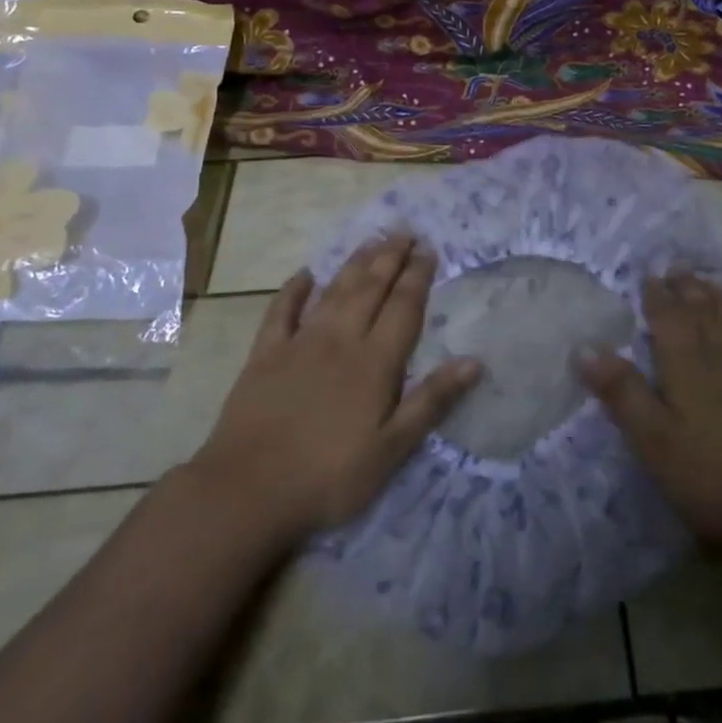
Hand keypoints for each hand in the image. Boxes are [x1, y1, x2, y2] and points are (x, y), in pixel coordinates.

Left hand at [193, 233, 478, 546]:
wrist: (247, 491)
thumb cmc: (329, 477)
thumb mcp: (392, 449)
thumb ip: (431, 401)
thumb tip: (474, 361)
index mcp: (375, 362)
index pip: (403, 308)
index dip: (417, 276)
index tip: (428, 249)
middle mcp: (340, 341)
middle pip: (370, 289)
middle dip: (390, 258)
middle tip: (405, 231)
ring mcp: (299, 344)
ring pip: (333, 292)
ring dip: (354, 264)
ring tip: (371, 240)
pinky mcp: (265, 356)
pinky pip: (281, 312)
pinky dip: (293, 291)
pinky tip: (303, 275)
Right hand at [575, 272, 721, 557]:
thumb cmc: (720, 477)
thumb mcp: (656, 443)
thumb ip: (622, 393)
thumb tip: (584, 346)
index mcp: (687, 364)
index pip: (667, 317)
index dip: (656, 295)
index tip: (648, 273)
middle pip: (702, 311)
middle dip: (686, 288)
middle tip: (676, 267)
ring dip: (718, 299)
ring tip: (707, 284)